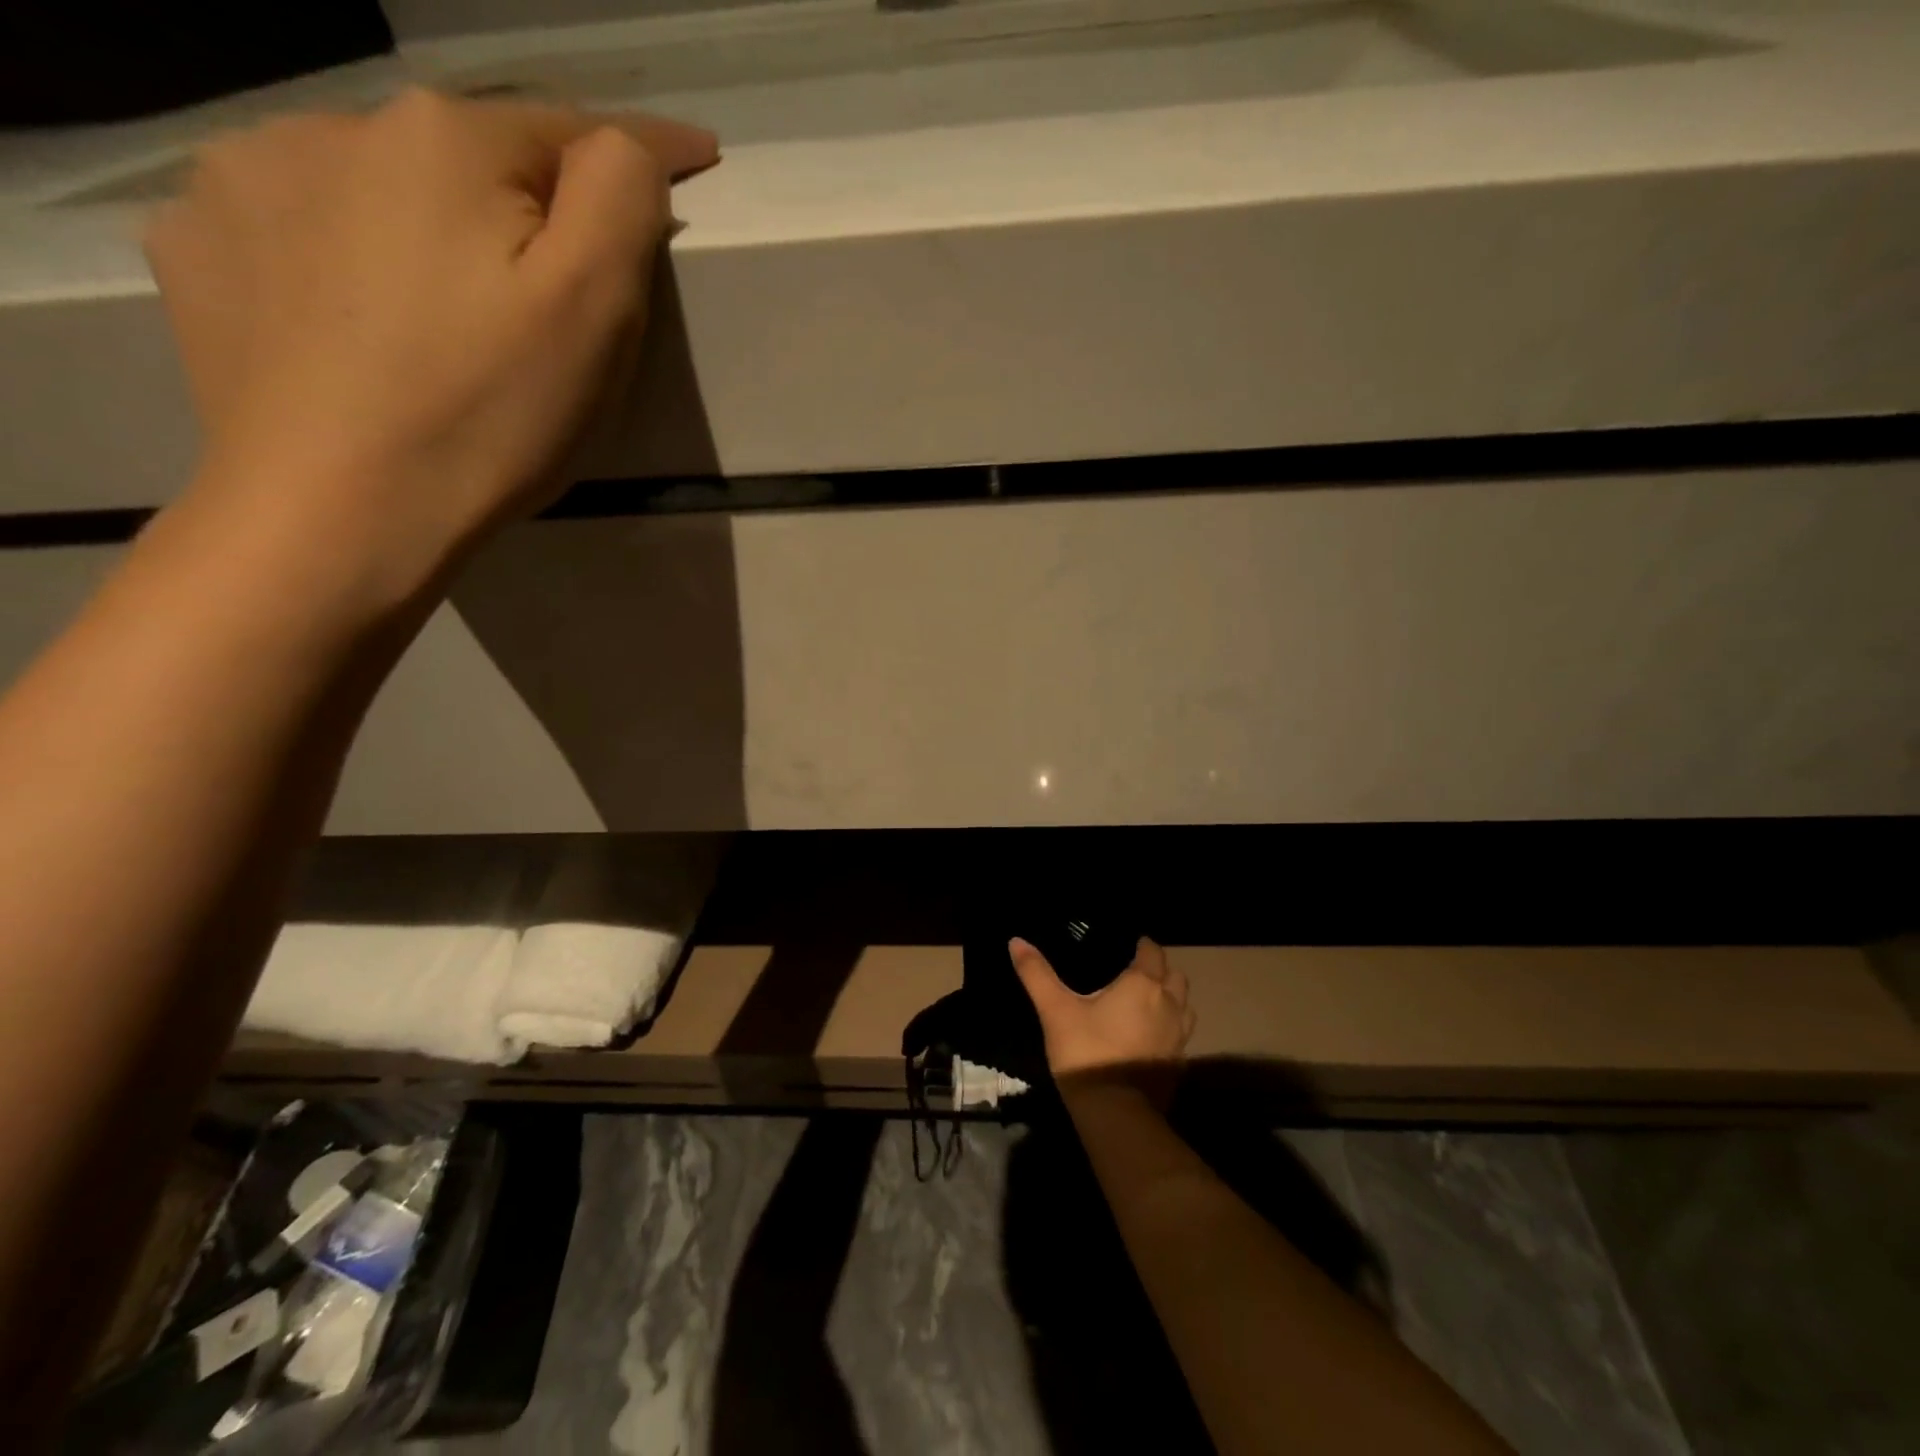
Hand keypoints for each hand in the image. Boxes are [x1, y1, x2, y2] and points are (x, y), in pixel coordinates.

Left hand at [145, 89, 716, 597]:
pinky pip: (305, 234)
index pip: (571, 129)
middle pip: (473, 161)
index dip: (642, 153)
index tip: (698, 158)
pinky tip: (366, 331)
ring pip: (382, 191)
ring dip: (430, 232)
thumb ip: (621, 198)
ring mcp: (245, 181)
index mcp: (447, 142)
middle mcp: (334, 126)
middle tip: (554, 302)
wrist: (336, 514)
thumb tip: (629, 144)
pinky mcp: (202, 250)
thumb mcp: (593, 311)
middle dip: (526, 211)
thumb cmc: (489, 418)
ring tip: (450, 322)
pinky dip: (349, 264)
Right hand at [1010, 936, 1195, 1087]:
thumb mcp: (1055, 1010)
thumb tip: (1015, 940)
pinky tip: (1149, 1035)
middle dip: (1160, 969)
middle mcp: (1169, 1005)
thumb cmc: (1086, 1052)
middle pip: (1175, 976)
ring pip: (1184, 1005)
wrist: (1115, 1114)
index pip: (1152, 952)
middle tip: (1136, 972)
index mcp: (1142, 984)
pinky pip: (1181, 1034)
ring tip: (1147, 1001)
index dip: (1143, 945)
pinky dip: (1170, 1027)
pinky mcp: (1178, 1064)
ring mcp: (1179, 1037)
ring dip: (1171, 998)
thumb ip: (1037, 974)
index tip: (1129, 944)